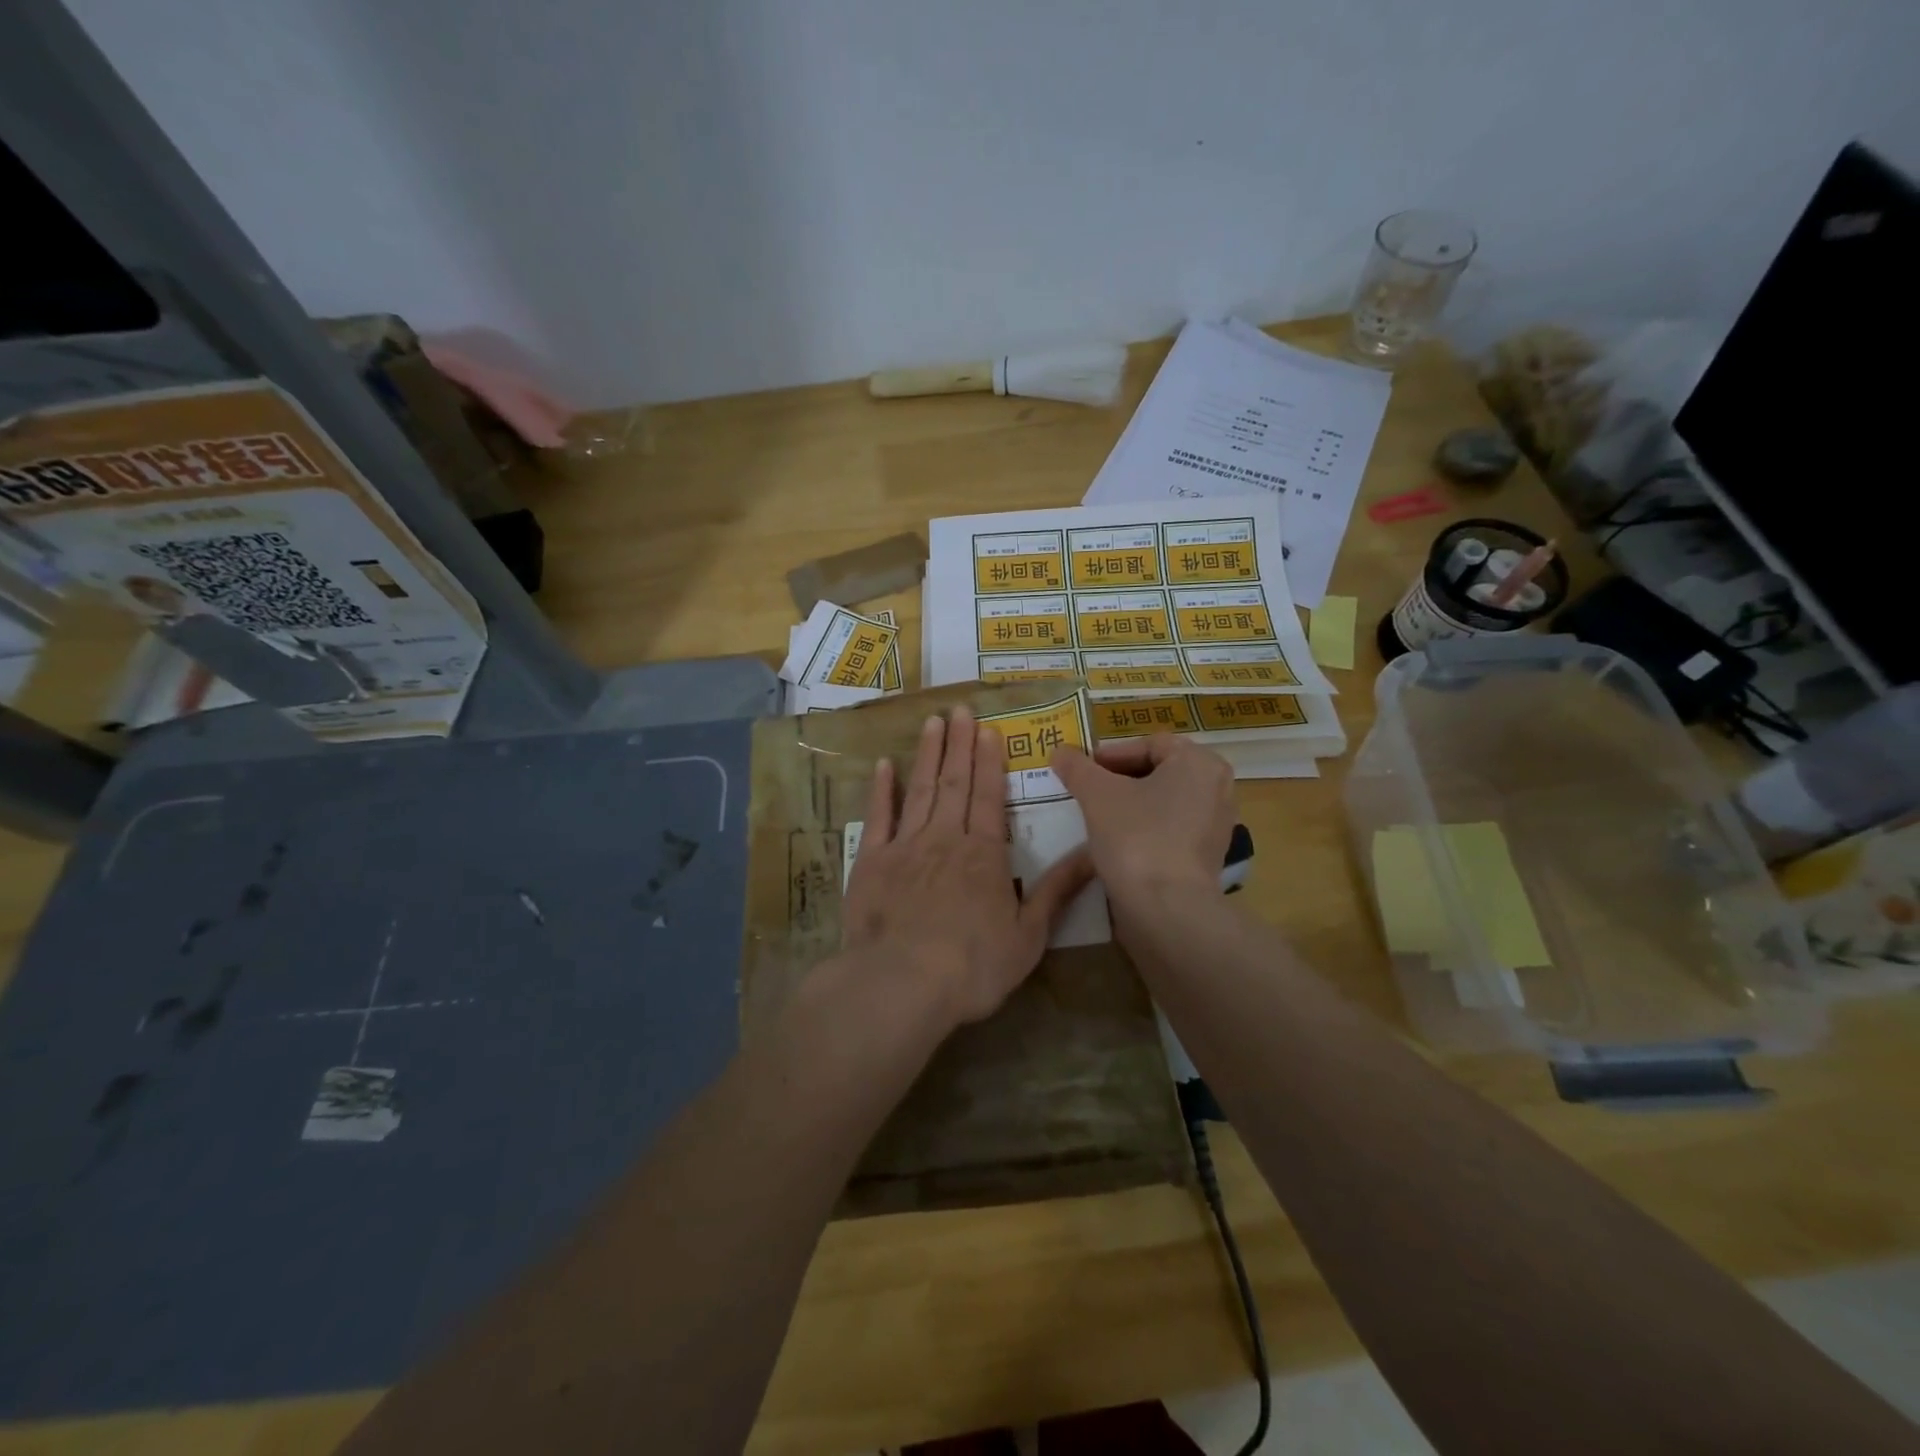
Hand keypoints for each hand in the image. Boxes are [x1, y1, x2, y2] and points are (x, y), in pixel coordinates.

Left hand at [842, 708, 1093, 1027]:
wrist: (901, 983)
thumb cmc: (972, 965)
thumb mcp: (1029, 935)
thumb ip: (1058, 890)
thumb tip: (1095, 854)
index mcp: (984, 854)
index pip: (990, 796)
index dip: (990, 761)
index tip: (988, 729)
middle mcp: (945, 838)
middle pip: (955, 782)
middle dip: (960, 744)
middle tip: (960, 708)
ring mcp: (905, 846)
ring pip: (920, 789)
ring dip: (927, 753)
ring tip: (932, 722)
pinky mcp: (871, 861)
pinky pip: (878, 817)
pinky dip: (881, 790)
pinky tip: (883, 765)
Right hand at [1052, 735, 1234, 904]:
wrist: (1166, 908)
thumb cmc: (1136, 837)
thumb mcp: (1096, 795)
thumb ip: (1077, 767)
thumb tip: (1059, 751)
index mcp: (1199, 762)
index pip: (1148, 745)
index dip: (1110, 754)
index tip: (1082, 770)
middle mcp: (1217, 787)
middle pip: (1158, 771)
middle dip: (1119, 779)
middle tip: (1086, 790)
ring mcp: (1216, 824)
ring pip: (1164, 802)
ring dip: (1131, 804)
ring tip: (1098, 816)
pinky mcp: (1208, 856)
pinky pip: (1171, 829)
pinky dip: (1146, 829)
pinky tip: (1118, 842)